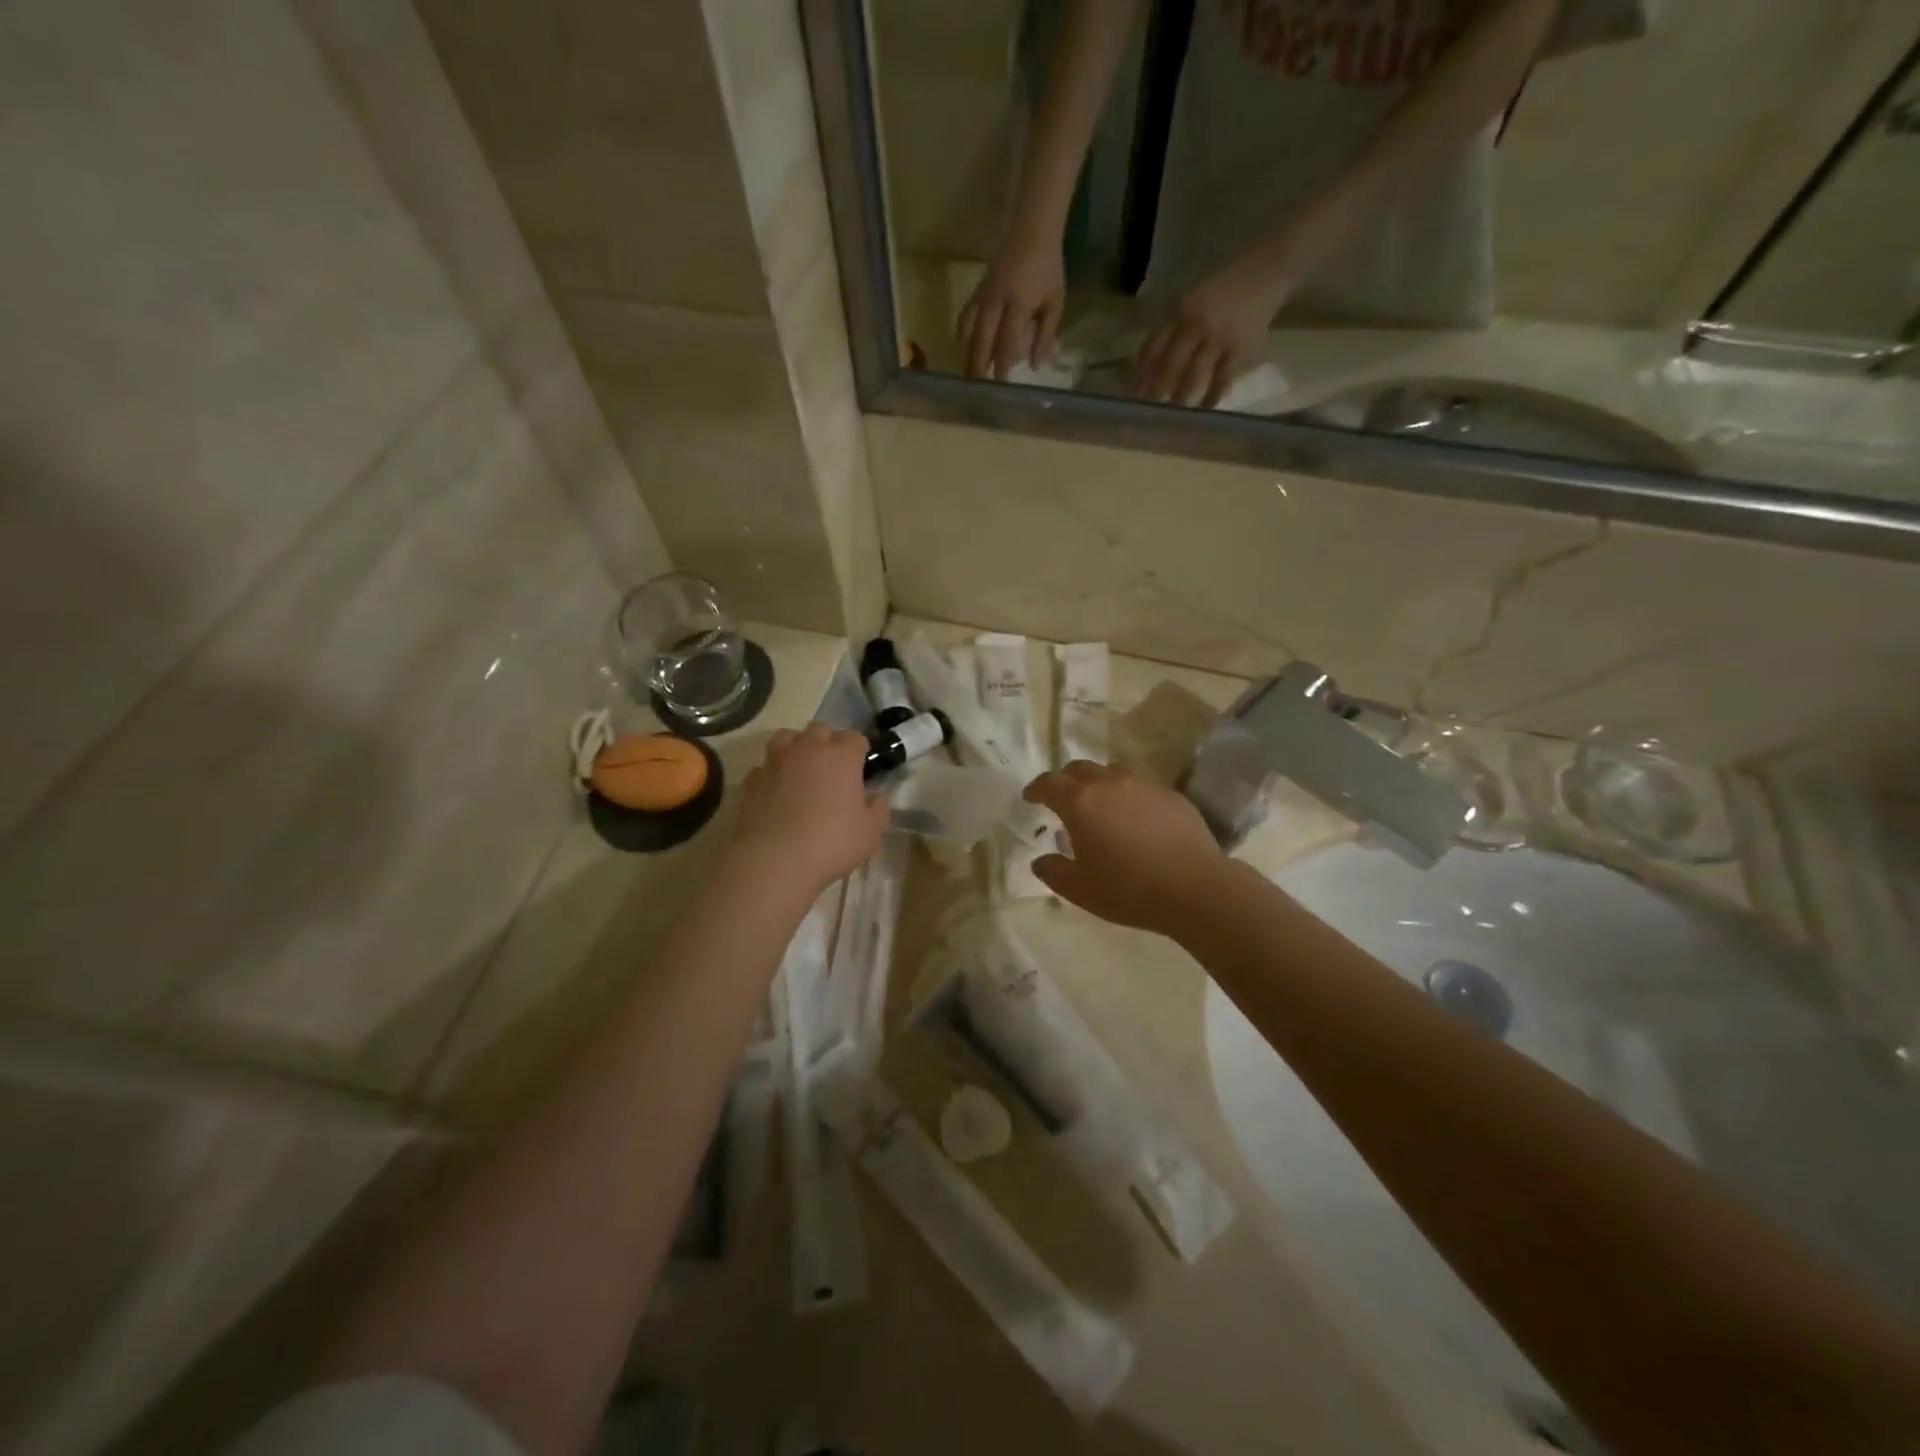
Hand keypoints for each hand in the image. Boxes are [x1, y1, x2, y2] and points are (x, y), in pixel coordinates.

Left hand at [732, 725, 889, 896]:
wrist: (775, 860)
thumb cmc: (832, 842)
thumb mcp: (870, 832)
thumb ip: (879, 808)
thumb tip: (878, 796)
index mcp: (842, 756)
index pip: (854, 737)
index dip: (858, 750)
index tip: (861, 766)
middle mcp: (808, 749)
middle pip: (820, 729)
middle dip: (828, 742)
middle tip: (832, 767)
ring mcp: (776, 762)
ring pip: (786, 738)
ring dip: (796, 747)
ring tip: (801, 769)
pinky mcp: (752, 780)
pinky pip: (764, 766)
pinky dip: (772, 773)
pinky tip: (776, 791)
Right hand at [958, 234, 1065, 379]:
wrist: (1032, 232)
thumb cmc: (1048, 269)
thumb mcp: (1055, 302)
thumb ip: (1045, 335)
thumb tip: (1036, 366)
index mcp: (1019, 303)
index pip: (1006, 340)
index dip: (1002, 364)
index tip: (1001, 385)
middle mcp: (997, 300)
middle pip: (982, 338)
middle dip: (978, 364)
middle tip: (977, 388)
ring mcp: (984, 295)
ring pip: (968, 329)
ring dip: (966, 353)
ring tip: (967, 374)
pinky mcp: (977, 291)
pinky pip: (964, 317)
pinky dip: (962, 336)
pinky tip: (963, 350)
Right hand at [1023, 762, 1227, 937]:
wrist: (1194, 888)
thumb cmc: (1128, 889)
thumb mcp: (1079, 889)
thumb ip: (1053, 871)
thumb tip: (1040, 861)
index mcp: (1080, 803)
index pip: (1049, 783)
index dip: (1036, 789)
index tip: (1030, 797)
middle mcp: (1109, 784)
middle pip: (1079, 769)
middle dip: (1066, 780)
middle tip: (1063, 799)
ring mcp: (1143, 785)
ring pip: (1112, 772)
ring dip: (1099, 783)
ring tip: (1101, 804)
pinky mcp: (1171, 794)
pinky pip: (1141, 786)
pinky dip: (1129, 795)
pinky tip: (1136, 818)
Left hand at [1131, 261, 1290, 407]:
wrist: (1265, 274)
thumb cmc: (1222, 293)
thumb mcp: (1190, 303)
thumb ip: (1170, 331)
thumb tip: (1146, 368)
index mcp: (1181, 312)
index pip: (1153, 347)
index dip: (1140, 373)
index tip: (1131, 394)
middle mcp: (1197, 325)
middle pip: (1170, 365)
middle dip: (1155, 390)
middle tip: (1146, 411)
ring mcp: (1219, 339)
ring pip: (1193, 376)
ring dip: (1180, 398)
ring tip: (1170, 416)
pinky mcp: (1241, 350)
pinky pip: (1222, 380)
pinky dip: (1211, 397)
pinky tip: (1202, 411)